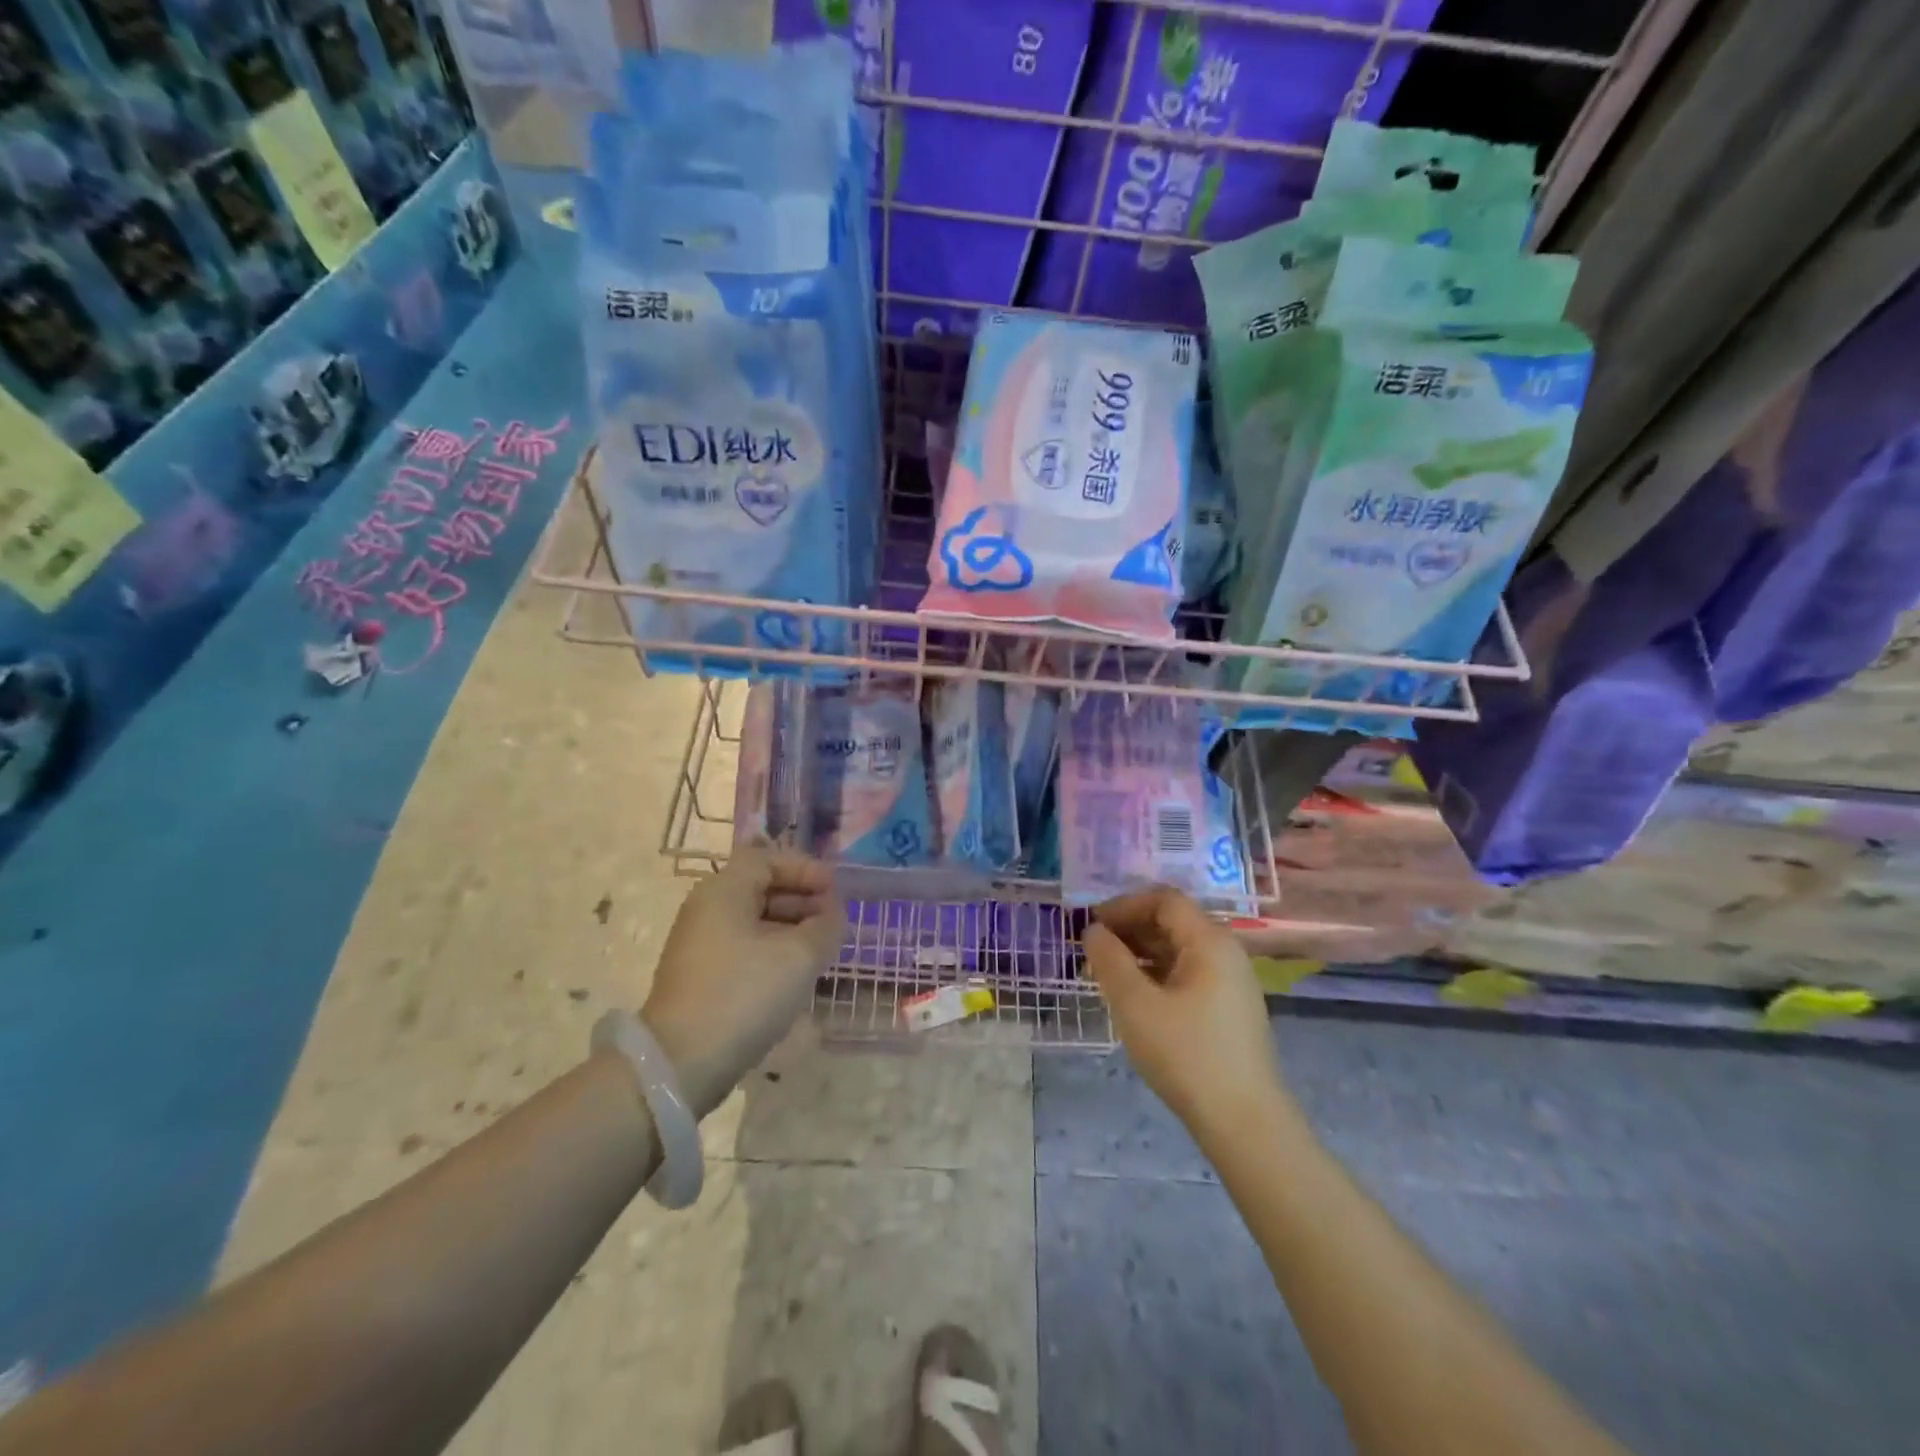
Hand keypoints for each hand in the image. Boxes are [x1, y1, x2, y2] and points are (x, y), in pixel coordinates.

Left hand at [641, 845, 845, 1117]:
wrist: (683, 1063)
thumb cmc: (744, 993)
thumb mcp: (800, 955)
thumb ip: (826, 926)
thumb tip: (832, 914)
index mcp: (724, 891)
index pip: (767, 859)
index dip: (805, 868)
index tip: (835, 889)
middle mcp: (706, 909)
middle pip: (760, 887)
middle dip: (801, 899)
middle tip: (834, 919)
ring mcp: (699, 945)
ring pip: (753, 920)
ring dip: (790, 927)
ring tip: (821, 948)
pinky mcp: (700, 977)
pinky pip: (743, 947)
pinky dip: (773, 950)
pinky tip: (795, 973)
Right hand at [1083, 887, 1289, 1133]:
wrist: (1244, 1122)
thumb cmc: (1186, 1054)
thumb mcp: (1135, 1004)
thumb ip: (1109, 959)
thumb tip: (1094, 930)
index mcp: (1209, 941)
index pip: (1164, 900)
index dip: (1124, 905)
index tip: (1092, 925)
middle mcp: (1226, 952)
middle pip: (1173, 921)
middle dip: (1129, 928)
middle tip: (1093, 950)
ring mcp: (1231, 981)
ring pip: (1179, 949)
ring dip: (1140, 952)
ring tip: (1107, 974)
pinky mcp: (1229, 1008)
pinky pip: (1188, 973)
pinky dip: (1157, 973)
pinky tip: (1135, 997)